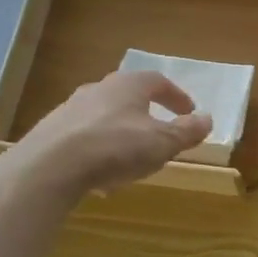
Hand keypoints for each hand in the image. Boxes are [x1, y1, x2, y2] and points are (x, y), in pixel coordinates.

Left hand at [7, 71, 211, 197]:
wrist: (50, 166)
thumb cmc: (116, 147)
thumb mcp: (162, 143)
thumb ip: (186, 131)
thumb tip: (207, 119)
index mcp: (128, 85)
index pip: (158, 81)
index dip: (176, 97)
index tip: (188, 112)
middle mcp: (98, 89)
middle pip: (128, 96)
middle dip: (146, 113)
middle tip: (159, 131)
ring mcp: (70, 109)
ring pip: (104, 117)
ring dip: (121, 133)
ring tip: (131, 158)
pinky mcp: (51, 132)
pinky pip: (84, 138)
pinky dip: (99, 150)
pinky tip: (101, 174)